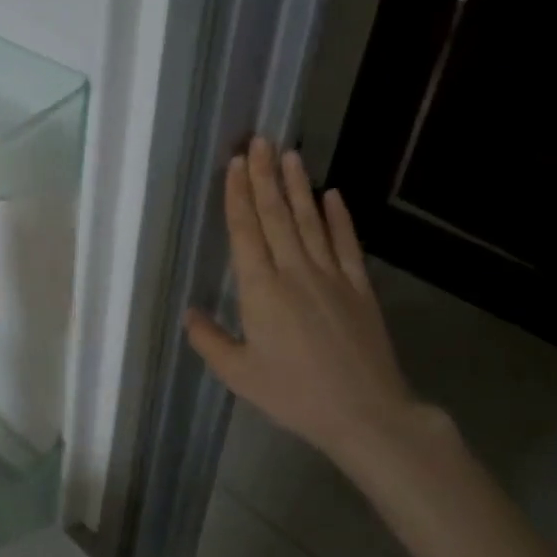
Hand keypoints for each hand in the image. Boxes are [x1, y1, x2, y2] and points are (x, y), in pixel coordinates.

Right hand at [183, 138, 436, 469]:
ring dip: (298, 187)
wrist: (367, 415)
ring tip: (289, 154)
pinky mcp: (359, 289)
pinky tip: (333, 195)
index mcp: (261, 290)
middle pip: (276, 216)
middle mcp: (295, 272)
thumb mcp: (239, 375)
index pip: (246, 231)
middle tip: (258, 141)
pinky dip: (340, 218)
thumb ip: (210, 340)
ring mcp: (331, 277)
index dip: (239, 195)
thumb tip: (189, 312)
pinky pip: (347, 245)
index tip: (236, 164)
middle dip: (265, 176)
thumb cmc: (295, 395)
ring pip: (310, 222)